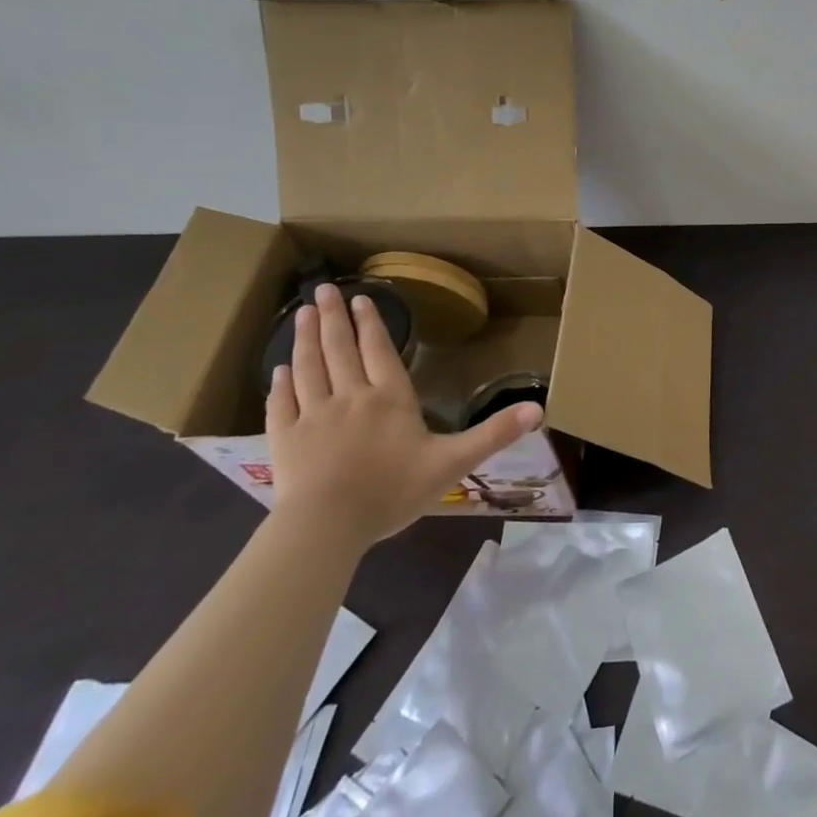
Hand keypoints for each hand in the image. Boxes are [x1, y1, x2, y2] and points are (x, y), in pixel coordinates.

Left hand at [266, 283, 542, 548]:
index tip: (358, 299)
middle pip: (339, 349)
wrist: (327, 527)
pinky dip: (279, 384)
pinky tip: (277, 370)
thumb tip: (539, 409)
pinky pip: (281, 405)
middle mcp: (350, 397)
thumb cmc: (392, 491)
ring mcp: (313, 417)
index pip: (378, 350)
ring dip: (304, 339)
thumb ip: (494, 434)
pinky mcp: (284, 441)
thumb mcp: (454, 462)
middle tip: (321, 289)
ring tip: (301, 314)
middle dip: (332, 318)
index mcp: (389, 398)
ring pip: (308, 368)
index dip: (370, 324)